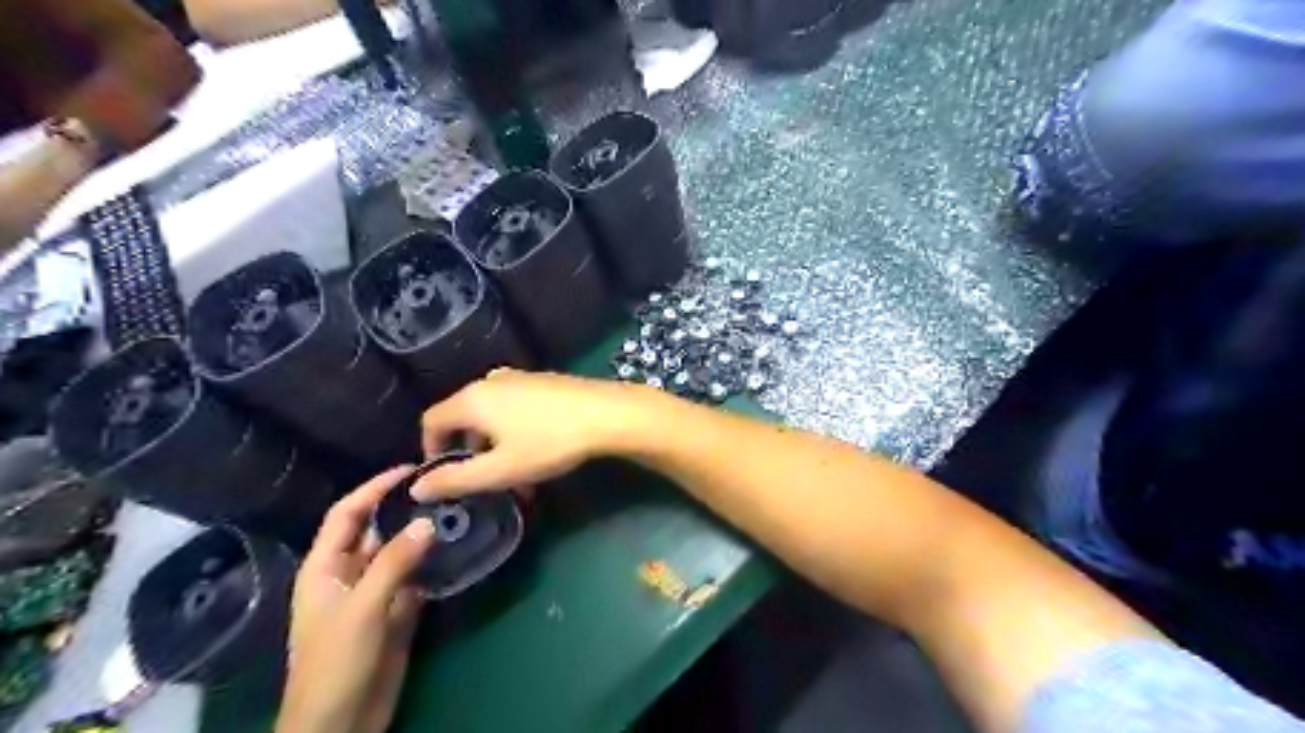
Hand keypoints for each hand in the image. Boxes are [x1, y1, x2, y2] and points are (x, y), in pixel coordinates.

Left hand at [278, 467, 435, 732]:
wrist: (340, 721)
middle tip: (441, 487)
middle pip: (376, 530)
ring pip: (399, 552)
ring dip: (422, 535)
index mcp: (325, 567)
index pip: (347, 514)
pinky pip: (416, 577)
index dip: (373, 488)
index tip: (409, 470)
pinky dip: (433, 563)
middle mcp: (349, 573)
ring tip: (455, 510)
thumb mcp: (362, 608)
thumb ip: (394, 562)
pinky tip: (456, 548)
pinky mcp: (396, 612)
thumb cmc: (335, 662)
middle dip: (403, 508)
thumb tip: (427, 521)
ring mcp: (374, 593)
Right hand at [416, 369, 658, 501]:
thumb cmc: (549, 442)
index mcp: (472, 399)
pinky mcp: (543, 381)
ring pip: (491, 413)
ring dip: (494, 444)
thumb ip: (456, 480)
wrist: (607, 414)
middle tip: (484, 479)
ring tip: (514, 471)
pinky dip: (513, 429)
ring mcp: (519, 377)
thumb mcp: (501, 470)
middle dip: (468, 451)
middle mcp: (490, 381)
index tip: (446, 477)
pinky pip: (514, 406)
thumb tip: (417, 488)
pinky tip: (536, 449)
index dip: (431, 450)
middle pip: (462, 416)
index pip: (431, 421)